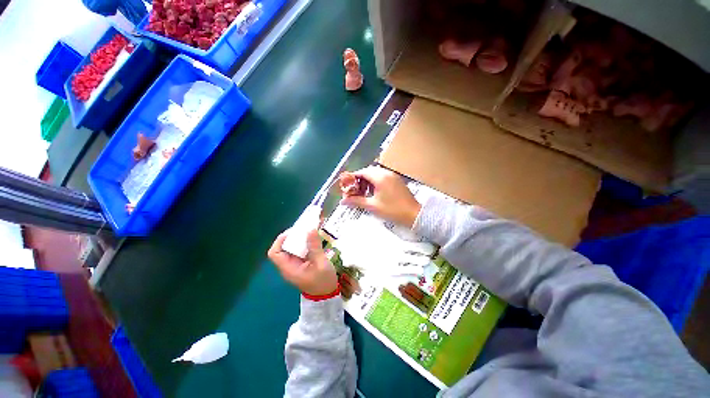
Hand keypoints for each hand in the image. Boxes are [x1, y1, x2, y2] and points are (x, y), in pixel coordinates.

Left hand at [268, 229, 338, 296]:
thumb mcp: (321, 263)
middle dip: (292, 237)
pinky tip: (313, 239)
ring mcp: (295, 265)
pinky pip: (299, 251)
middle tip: (304, 228)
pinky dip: (304, 244)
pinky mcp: (302, 264)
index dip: (280, 240)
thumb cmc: (323, 282)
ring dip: (299, 239)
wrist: (327, 296)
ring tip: (310, 231)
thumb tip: (310, 229)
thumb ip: (315, 247)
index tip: (293, 232)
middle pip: (283, 248)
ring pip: (292, 249)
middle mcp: (289, 266)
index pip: (274, 253)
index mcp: (289, 268)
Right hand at [340, 166, 421, 227]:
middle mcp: (386, 173)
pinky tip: (374, 193)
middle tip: (355, 190)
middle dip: (360, 180)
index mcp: (380, 177)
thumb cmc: (392, 210)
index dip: (353, 178)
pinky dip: (376, 182)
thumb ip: (356, 201)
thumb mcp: (372, 206)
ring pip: (376, 174)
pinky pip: (383, 177)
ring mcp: (393, 176)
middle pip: (369, 171)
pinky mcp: (397, 181)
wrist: (414, 214)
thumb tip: (342, 201)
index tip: (347, 186)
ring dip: (368, 181)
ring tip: (364, 193)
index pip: (362, 172)